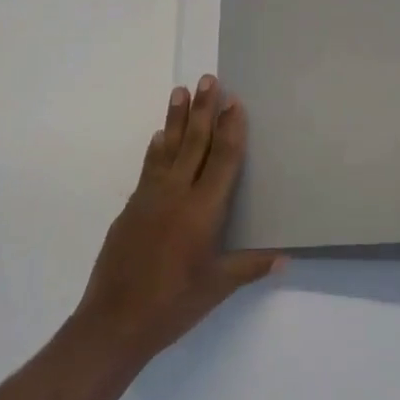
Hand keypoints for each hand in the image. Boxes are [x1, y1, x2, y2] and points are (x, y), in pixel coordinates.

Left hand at [73, 76, 282, 368]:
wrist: (114, 320)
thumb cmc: (172, 305)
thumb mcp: (216, 288)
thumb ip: (249, 267)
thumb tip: (285, 257)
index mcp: (203, 211)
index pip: (222, 160)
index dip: (231, 129)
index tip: (235, 101)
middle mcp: (177, 194)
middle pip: (195, 143)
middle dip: (204, 109)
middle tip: (208, 79)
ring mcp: (150, 198)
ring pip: (169, 148)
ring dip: (177, 118)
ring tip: (181, 90)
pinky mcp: (131, 207)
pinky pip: (149, 168)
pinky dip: (157, 148)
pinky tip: (160, 135)